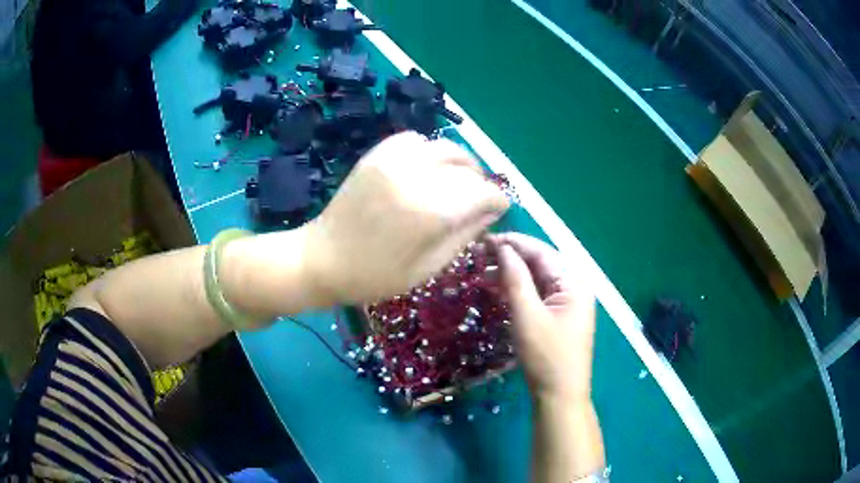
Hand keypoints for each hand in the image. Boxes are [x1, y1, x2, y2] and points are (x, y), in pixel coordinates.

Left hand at [302, 132, 509, 305]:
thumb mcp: (429, 267)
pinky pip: (415, 140)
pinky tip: (426, 169)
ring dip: (460, 164)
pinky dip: (429, 151)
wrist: (323, 259)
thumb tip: (491, 212)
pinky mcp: (377, 154)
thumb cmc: (377, 276)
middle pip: (468, 168)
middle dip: (481, 184)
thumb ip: (465, 235)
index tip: (500, 209)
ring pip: (446, 147)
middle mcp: (418, 176)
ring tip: (457, 181)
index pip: (484, 193)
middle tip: (479, 200)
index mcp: (433, 211)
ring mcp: (395, 160)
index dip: (498, 201)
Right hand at [493, 233, 596, 401]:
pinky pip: (538, 295)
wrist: (559, 396)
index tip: (486, 239)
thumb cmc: (546, 356)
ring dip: (513, 274)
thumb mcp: (527, 316)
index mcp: (574, 283)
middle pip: (541, 263)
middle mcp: (574, 288)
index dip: (514, 243)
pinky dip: (519, 290)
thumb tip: (503, 249)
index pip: (542, 252)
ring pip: (538, 279)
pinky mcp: (559, 317)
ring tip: (484, 271)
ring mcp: (568, 303)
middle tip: (482, 253)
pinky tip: (499, 289)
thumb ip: (515, 279)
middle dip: (512, 257)